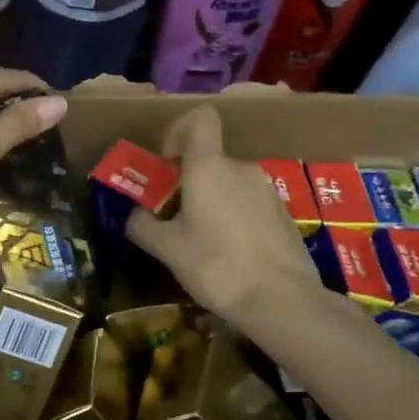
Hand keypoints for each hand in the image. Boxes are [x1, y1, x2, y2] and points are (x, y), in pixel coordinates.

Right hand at [127, 105, 343, 334]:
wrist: (283, 301)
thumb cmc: (217, 266)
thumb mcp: (168, 249)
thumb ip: (143, 225)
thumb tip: (134, 215)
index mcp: (209, 167)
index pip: (200, 118)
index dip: (178, 130)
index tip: (166, 163)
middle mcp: (240, 169)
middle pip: (209, 159)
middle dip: (188, 181)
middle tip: (174, 217)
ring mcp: (267, 191)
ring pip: (229, 183)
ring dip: (211, 201)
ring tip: (202, 242)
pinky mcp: (283, 214)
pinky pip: (249, 204)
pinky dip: (235, 218)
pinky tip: (231, 255)